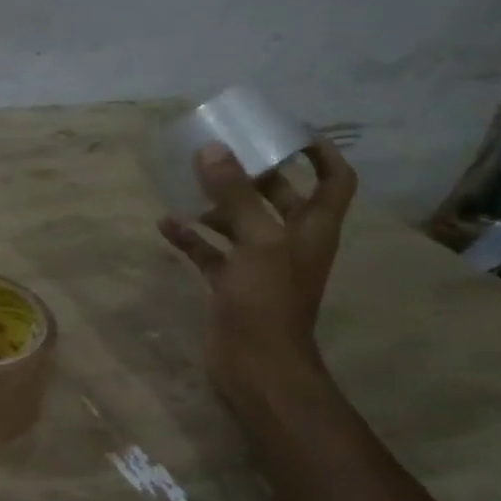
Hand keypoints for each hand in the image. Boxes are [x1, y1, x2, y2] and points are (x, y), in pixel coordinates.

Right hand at [157, 138, 356, 402]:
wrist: (256, 367)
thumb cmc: (268, 301)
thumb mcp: (257, 242)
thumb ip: (235, 195)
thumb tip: (213, 149)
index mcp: (312, 228)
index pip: (334, 180)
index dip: (321, 153)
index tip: (289, 133)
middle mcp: (289, 242)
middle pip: (278, 196)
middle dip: (252, 173)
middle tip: (221, 150)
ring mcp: (259, 265)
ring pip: (239, 223)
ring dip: (216, 204)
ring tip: (186, 182)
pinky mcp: (231, 285)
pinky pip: (210, 252)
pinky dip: (191, 238)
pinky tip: (166, 224)